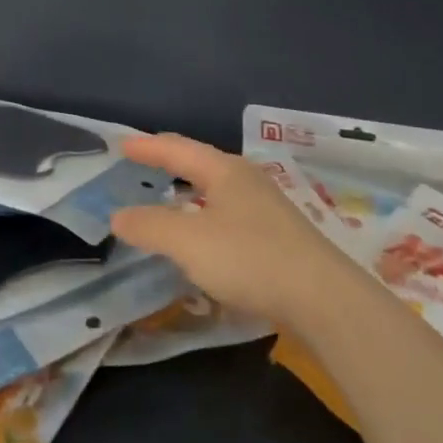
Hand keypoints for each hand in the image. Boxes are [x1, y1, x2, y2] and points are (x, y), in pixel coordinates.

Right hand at [112, 133, 361, 331]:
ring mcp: (267, 208)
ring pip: (218, 190)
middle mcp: (247, 180)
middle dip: (171, 162)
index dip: (148, 147)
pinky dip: (206, 216)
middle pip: (201, 163)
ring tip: (170, 196)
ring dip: (190, 191)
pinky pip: (230, 214)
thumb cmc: (250, 258)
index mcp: (224, 171)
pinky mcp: (278, 236)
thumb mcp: (189, 242)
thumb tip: (119, 215)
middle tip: (144, 161)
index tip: (122, 144)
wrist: (323, 297)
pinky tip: (205, 236)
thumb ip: (151, 226)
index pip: (178, 149)